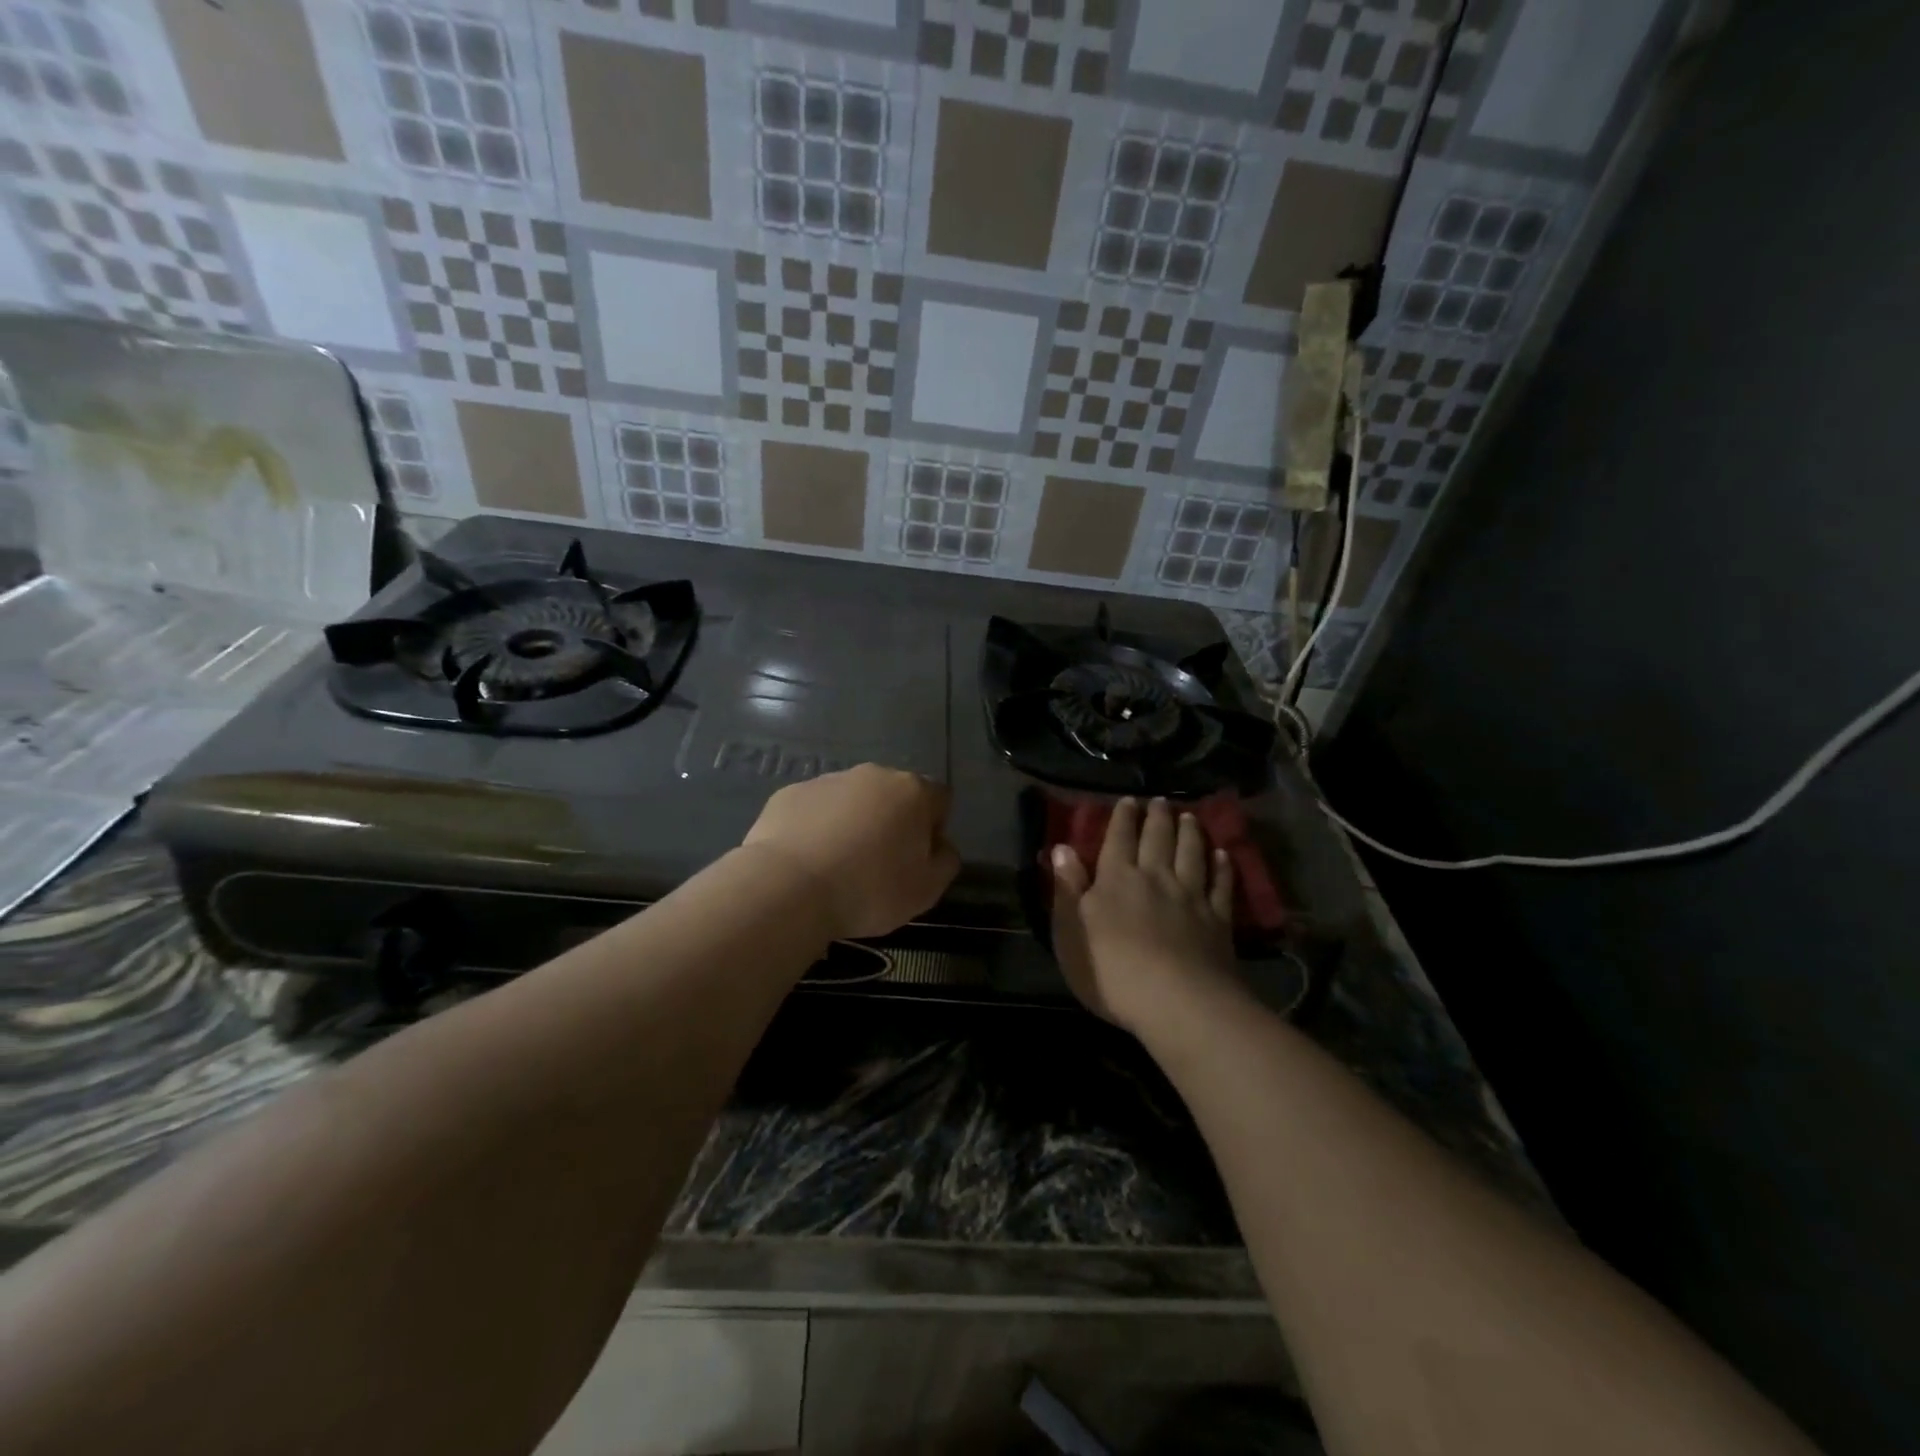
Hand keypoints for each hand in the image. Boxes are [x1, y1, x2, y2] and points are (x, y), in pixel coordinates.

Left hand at [742, 764, 960, 939]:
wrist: (788, 887)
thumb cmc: (868, 889)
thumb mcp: (926, 890)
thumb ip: (946, 862)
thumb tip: (941, 846)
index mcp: (912, 791)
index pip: (940, 799)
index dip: (934, 829)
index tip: (918, 859)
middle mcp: (873, 775)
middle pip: (894, 795)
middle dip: (892, 822)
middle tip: (879, 864)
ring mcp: (828, 780)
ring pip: (852, 800)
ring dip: (854, 823)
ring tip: (838, 866)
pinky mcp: (790, 793)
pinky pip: (815, 809)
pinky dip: (817, 828)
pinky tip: (807, 861)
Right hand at [1050, 797, 1243, 1034]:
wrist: (1178, 1003)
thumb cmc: (1112, 971)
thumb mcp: (1071, 932)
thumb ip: (1068, 889)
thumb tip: (1062, 849)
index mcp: (1116, 879)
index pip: (1119, 839)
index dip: (1122, 818)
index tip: (1128, 800)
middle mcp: (1155, 878)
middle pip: (1158, 839)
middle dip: (1157, 817)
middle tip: (1161, 800)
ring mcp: (1191, 897)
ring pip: (1191, 854)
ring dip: (1190, 833)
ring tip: (1190, 817)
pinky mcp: (1218, 920)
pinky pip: (1221, 885)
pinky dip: (1221, 867)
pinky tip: (1223, 856)